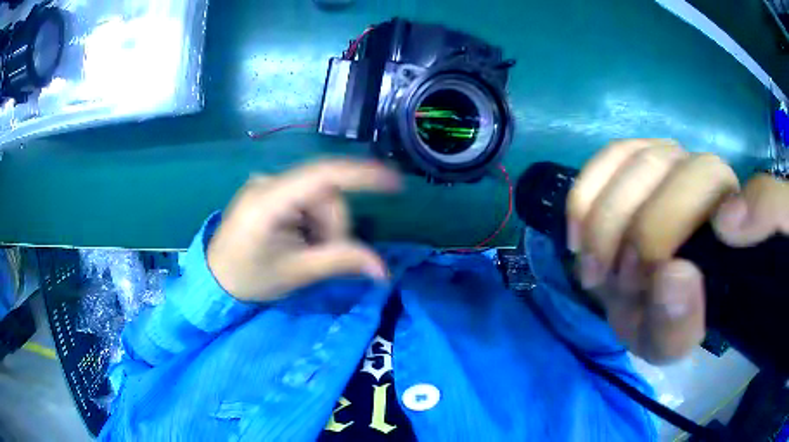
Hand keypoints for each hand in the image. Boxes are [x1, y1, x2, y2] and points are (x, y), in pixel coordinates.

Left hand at [207, 160, 400, 301]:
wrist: (214, 280)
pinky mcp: (269, 191)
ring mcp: (267, 184)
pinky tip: (299, 240)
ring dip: (324, 226)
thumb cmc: (249, 278)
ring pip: (318, 198)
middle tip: (323, 257)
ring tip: (306, 252)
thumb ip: (340, 262)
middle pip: (325, 193)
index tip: (395, 182)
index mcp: (269, 201)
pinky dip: (312, 222)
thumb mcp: (296, 273)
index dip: (362, 175)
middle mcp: (268, 182)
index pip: (322, 176)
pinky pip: (305, 199)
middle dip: (334, 226)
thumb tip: (384, 270)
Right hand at [567, 139, 788, 363]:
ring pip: (644, 162)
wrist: (636, 296)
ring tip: (596, 270)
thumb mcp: (668, 343)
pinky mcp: (638, 154)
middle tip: (624, 284)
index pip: (757, 201)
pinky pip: (611, 156)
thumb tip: (674, 274)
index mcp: (736, 233)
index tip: (716, 240)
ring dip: (609, 222)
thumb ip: (677, 324)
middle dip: (648, 233)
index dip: (753, 207)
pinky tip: (579, 238)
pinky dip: (587, 198)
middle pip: (694, 177)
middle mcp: (713, 181)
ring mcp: (675, 159)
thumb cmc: (662, 319)